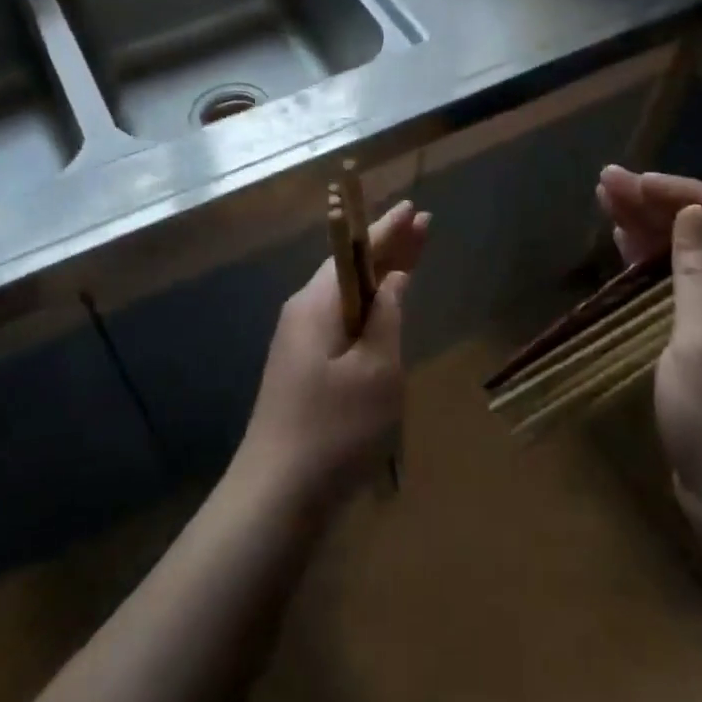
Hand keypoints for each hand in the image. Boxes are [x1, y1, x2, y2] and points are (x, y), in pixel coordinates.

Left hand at [235, 199, 431, 507]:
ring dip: (379, 276)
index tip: (414, 208)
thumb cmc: (336, 427)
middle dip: (387, 247)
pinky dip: (367, 307)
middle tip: (423, 225)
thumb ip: (387, 317)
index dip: (389, 230)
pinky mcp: (302, 367)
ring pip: (346, 295)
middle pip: (350, 268)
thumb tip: (393, 280)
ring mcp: (299, 341)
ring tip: (411, 258)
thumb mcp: (377, 369)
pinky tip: (383, 310)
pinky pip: (340, 320)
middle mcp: (303, 313)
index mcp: (318, 304)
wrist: (278, 493)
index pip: (356, 251)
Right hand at [598, 167, 701, 551]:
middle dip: (659, 208)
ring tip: (606, 199)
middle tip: (609, 182)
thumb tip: (695, 212)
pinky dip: (652, 269)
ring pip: (693, 262)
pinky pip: (683, 293)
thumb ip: (701, 271)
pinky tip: (623, 245)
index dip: (687, 195)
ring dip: (650, 232)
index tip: (641, 183)